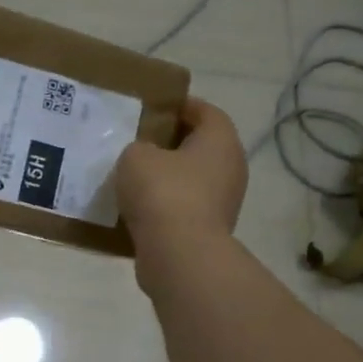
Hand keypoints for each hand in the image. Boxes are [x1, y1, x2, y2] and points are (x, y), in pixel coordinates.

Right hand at [117, 98, 246, 288]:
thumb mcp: (136, 156)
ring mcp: (223, 202)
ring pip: (191, 179)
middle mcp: (230, 168)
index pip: (204, 111)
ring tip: (132, 177)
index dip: (178, 106)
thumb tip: (146, 158)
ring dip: (167, 178)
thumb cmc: (163, 193)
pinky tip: (136, 208)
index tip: (151, 108)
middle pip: (199, 146)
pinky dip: (165, 206)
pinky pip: (184, 208)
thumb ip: (139, 148)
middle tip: (137, 142)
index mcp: (220, 140)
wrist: (179, 255)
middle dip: (170, 143)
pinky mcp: (209, 230)